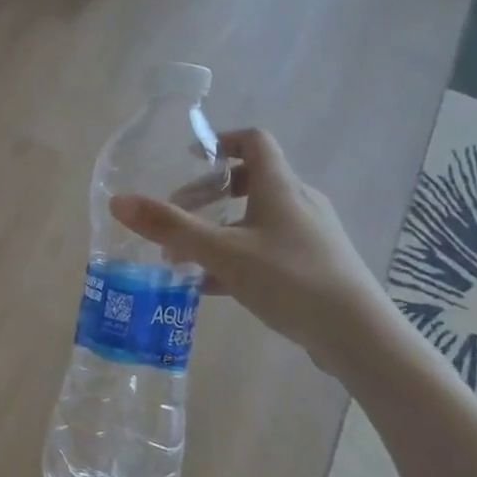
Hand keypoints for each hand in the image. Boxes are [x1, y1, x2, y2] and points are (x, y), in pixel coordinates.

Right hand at [110, 128, 393, 376]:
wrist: (358, 335)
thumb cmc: (290, 279)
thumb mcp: (222, 252)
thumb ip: (170, 227)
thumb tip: (118, 201)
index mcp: (280, 187)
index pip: (253, 141)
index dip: (220, 141)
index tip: (188, 159)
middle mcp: (298, 203)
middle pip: (250, 181)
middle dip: (208, 195)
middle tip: (177, 217)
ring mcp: (309, 235)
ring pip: (256, 219)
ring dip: (219, 230)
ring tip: (186, 257)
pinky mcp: (313, 266)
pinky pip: (266, 249)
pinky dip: (235, 257)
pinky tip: (210, 287)